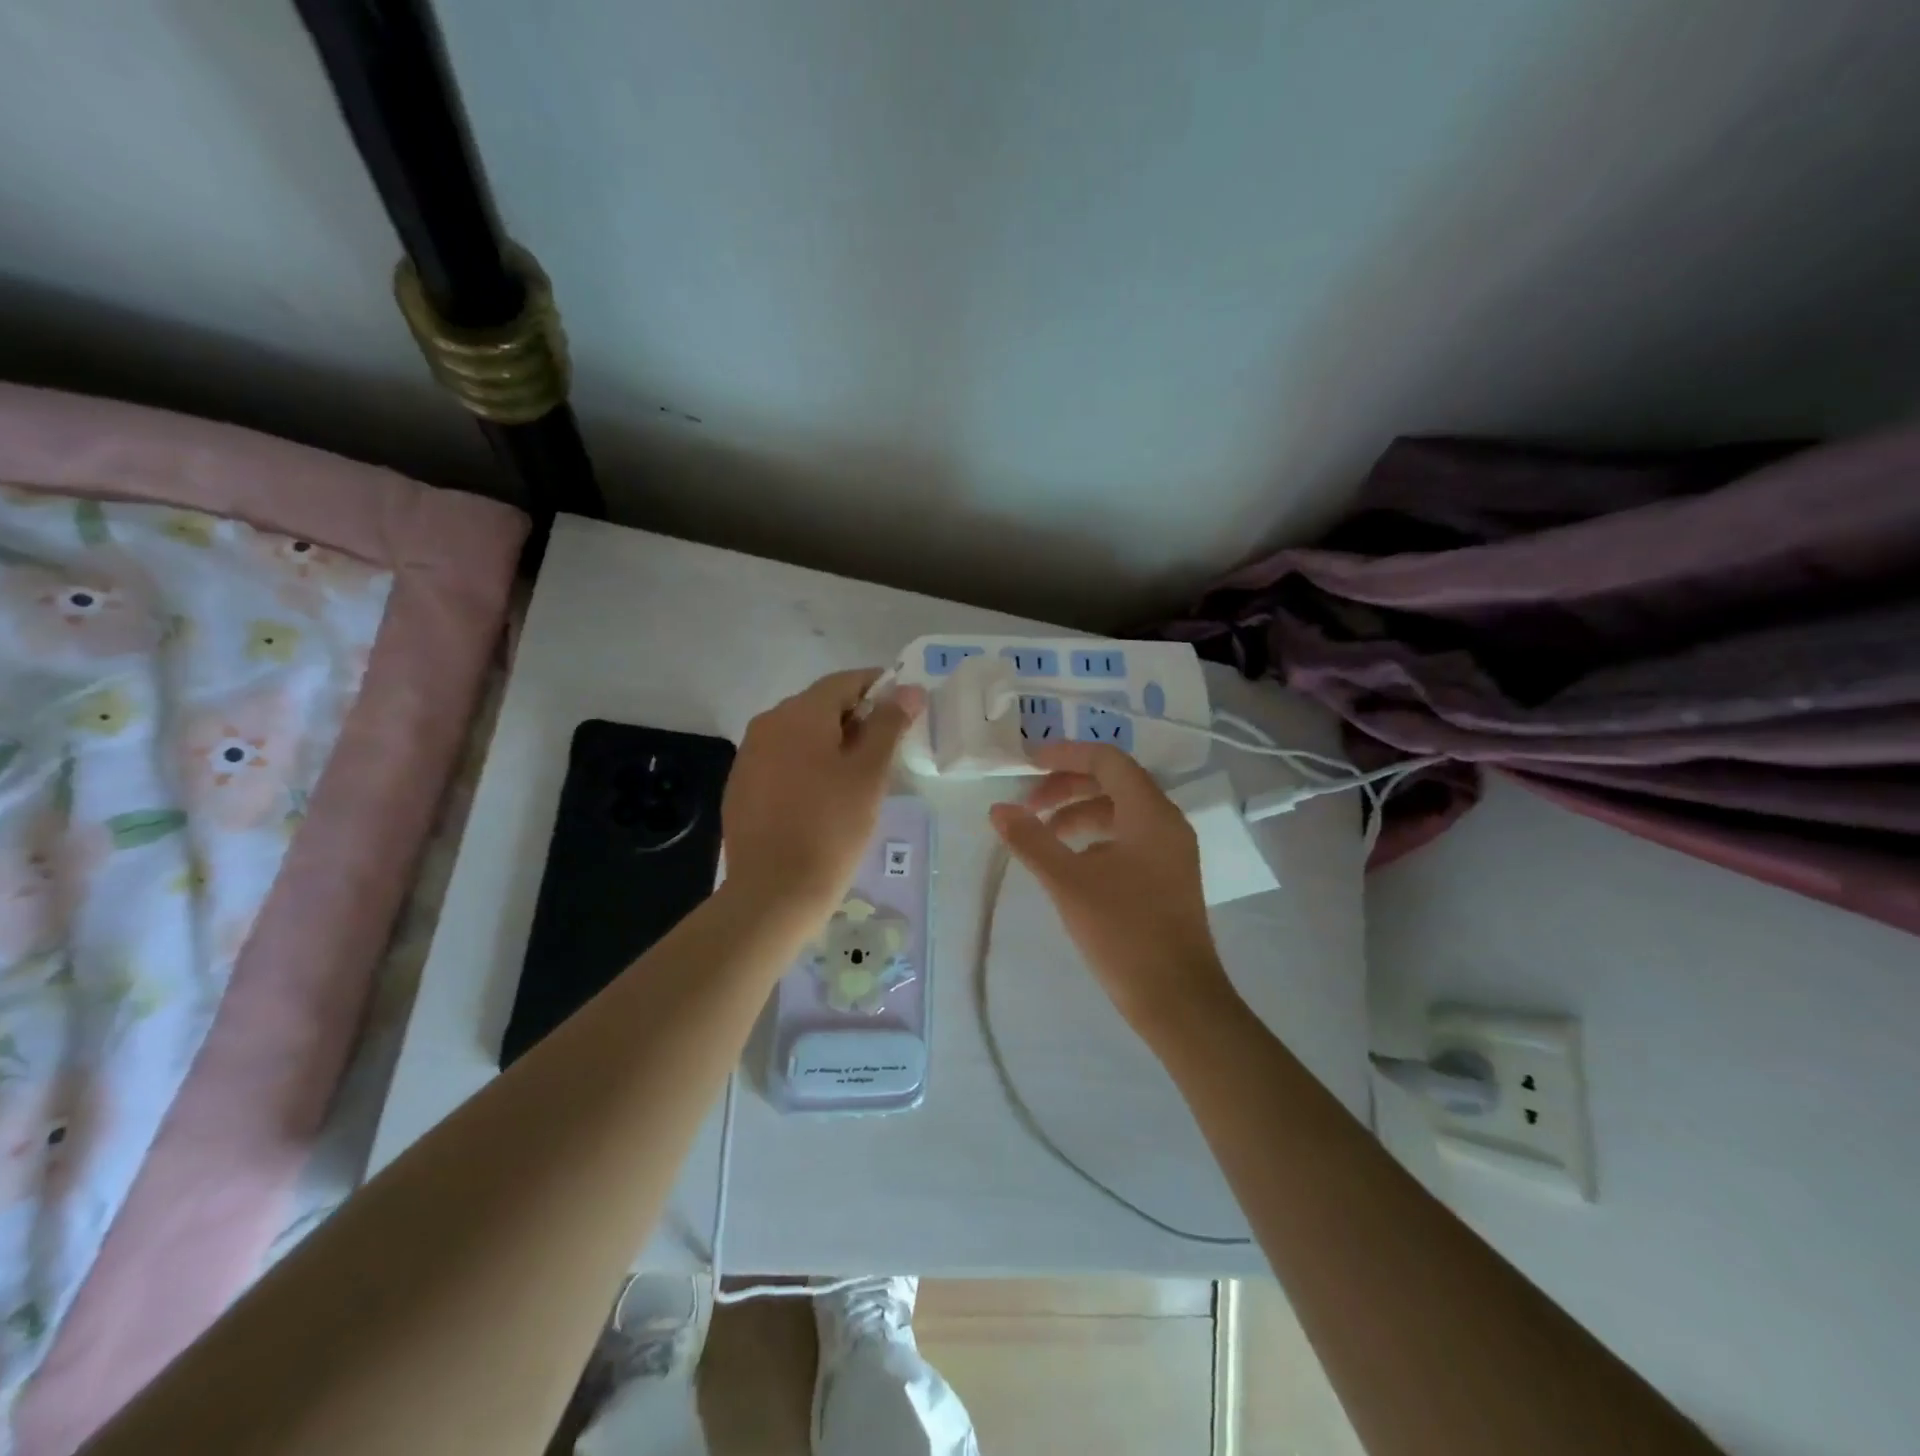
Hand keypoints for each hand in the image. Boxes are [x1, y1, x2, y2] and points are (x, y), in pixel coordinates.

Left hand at [722, 669, 924, 915]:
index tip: (904, 707)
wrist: (774, 891)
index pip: (844, 681)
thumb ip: (889, 724)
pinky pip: (781, 760)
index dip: (878, 687)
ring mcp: (749, 755)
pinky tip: (822, 797)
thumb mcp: (870, 773)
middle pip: (819, 705)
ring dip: (830, 742)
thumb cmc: (832, 827)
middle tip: (886, 748)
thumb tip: (909, 689)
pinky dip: (806, 764)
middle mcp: (767, 723)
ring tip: (857, 775)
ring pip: (799, 734)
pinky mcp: (740, 786)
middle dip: (855, 717)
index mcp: (799, 714)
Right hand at [989, 742, 1234, 1033]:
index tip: (1026, 764)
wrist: (1178, 1000)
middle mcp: (1166, 823)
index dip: (1065, 755)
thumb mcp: (1069, 883)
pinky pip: (1128, 839)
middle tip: (1028, 806)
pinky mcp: (1167, 877)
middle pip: (1113, 783)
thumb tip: (998, 809)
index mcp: (1151, 813)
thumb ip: (1031, 840)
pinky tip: (1071, 864)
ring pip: (1120, 813)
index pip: (1107, 760)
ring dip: (1079, 814)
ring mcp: (1170, 851)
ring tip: (1044, 836)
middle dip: (1067, 787)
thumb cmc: (1124, 933)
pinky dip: (1095, 839)